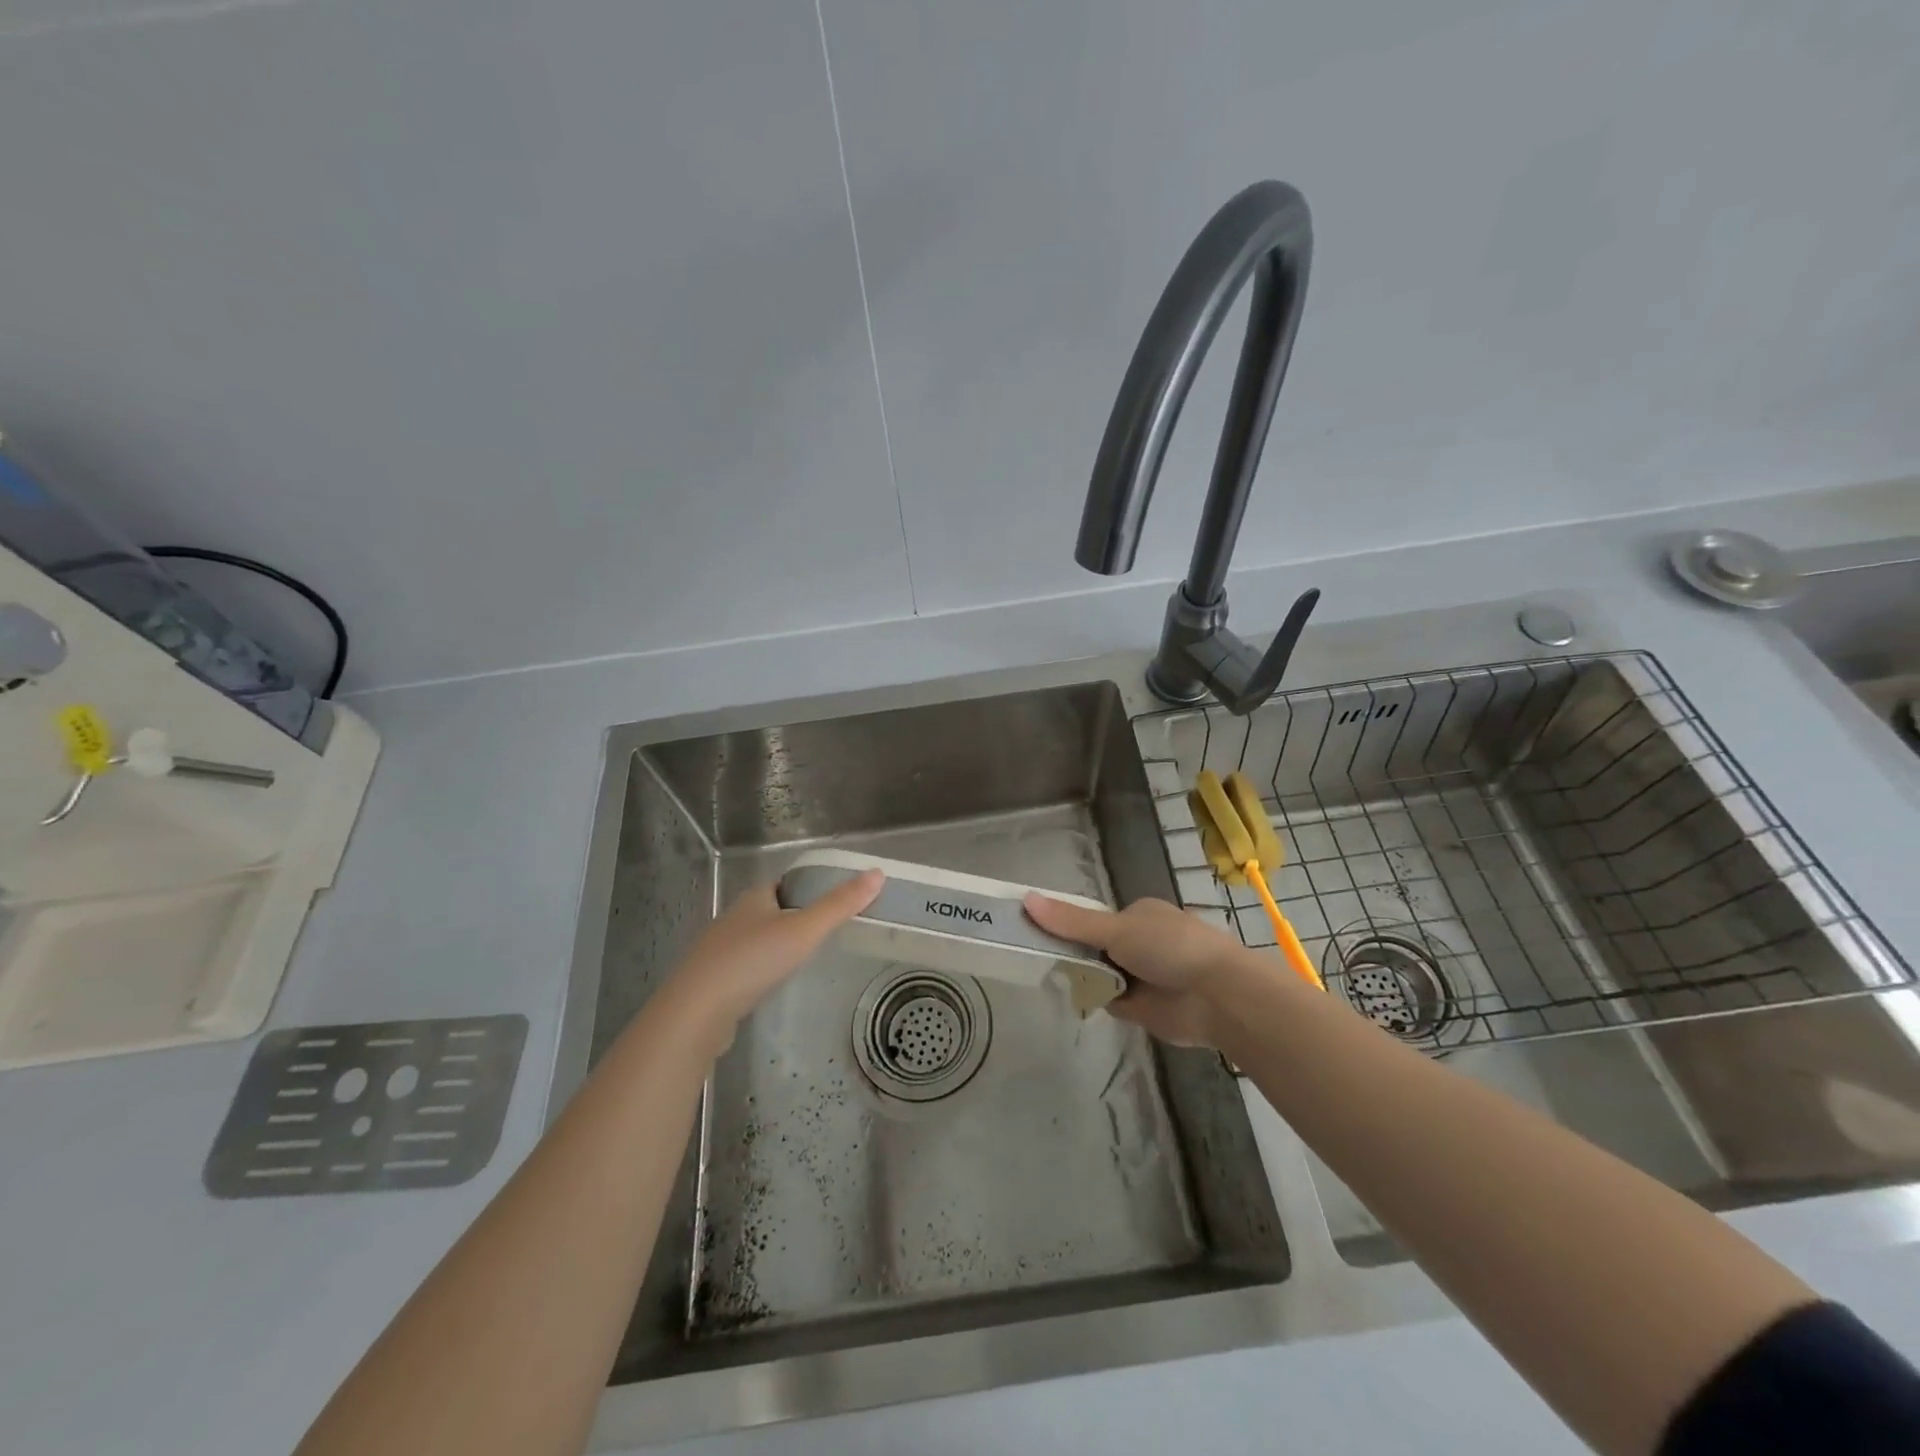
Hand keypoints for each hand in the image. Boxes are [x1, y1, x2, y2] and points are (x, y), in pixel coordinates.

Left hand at [664, 869, 883, 1050]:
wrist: (696, 1013)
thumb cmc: (752, 961)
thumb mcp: (804, 930)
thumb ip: (840, 905)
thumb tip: (877, 874)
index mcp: (754, 898)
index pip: (785, 884)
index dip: (809, 888)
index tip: (835, 901)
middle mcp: (734, 918)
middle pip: (771, 910)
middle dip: (795, 918)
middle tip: (827, 932)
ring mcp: (719, 950)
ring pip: (756, 940)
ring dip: (777, 945)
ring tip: (805, 959)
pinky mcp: (712, 981)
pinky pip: (744, 967)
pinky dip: (761, 971)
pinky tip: (773, 985)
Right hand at [1024, 893, 1250, 1047]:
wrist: (1218, 997)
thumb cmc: (1170, 948)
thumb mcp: (1117, 929)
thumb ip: (1072, 921)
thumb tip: (1026, 899)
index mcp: (1140, 914)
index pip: (1094, 918)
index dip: (1067, 924)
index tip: (1037, 930)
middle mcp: (1141, 942)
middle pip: (1094, 946)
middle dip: (1073, 953)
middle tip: (1038, 956)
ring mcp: (1142, 976)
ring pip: (1100, 973)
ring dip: (1083, 977)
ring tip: (1049, 975)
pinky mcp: (1143, 1008)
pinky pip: (1108, 1000)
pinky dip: (1095, 999)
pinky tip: (1072, 997)